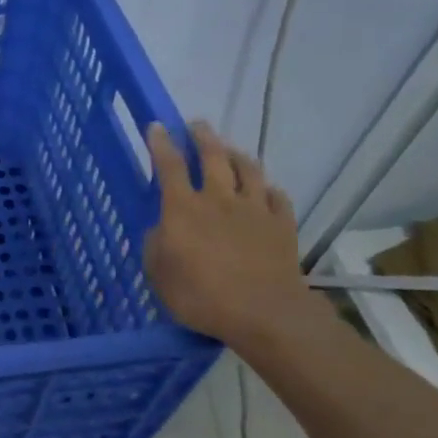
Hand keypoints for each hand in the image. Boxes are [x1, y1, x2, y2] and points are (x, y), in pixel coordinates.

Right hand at [143, 121, 313, 346]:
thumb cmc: (201, 295)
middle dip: (202, 137)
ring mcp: (254, 210)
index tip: (157, 126)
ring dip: (236, 154)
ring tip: (230, 149)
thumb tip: (161, 229)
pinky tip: (264, 190)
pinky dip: (267, 189)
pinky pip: (276, 197)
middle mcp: (219, 199)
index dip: (161, 143)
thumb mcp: (159, 273)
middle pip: (212, 157)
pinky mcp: (282, 225)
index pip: (169, 166)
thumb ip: (155, 245)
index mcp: (183, 208)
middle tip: (197, 125)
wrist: (265, 313)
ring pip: (248, 169)